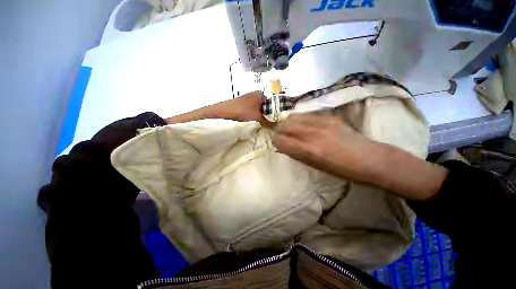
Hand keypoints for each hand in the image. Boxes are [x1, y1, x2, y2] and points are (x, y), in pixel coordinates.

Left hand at [166, 91, 273, 127]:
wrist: (217, 116)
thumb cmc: (239, 113)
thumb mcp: (257, 119)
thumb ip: (269, 123)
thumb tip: (280, 128)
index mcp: (259, 94)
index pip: (274, 103)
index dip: (278, 113)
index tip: (281, 124)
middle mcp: (254, 97)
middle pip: (267, 109)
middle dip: (270, 118)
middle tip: (274, 129)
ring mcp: (247, 103)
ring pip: (260, 113)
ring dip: (263, 121)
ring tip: (267, 131)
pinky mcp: (241, 110)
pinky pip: (253, 116)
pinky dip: (255, 122)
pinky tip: (257, 129)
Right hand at [273, 114, 448, 200]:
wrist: (370, 159)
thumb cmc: (341, 169)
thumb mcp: (315, 166)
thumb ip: (297, 154)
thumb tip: (283, 145)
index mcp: (309, 151)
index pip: (281, 141)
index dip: (276, 141)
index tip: (276, 142)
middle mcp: (312, 134)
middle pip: (286, 126)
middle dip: (279, 130)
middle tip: (281, 134)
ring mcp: (322, 123)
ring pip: (295, 118)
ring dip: (288, 123)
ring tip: (289, 128)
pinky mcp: (329, 117)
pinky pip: (307, 116)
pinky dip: (300, 120)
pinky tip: (302, 124)